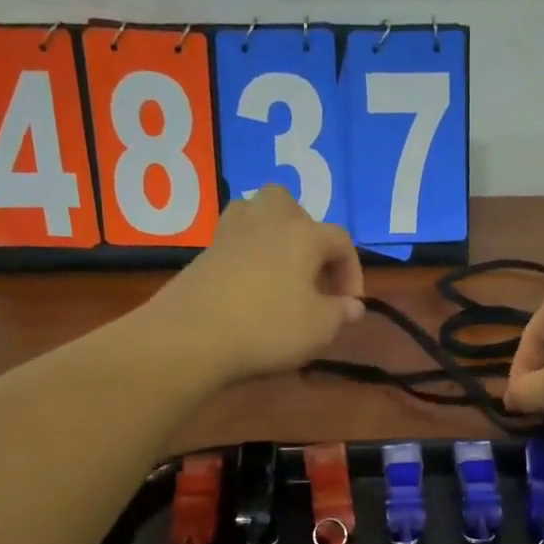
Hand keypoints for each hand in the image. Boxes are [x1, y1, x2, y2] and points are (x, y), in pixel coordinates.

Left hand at [139, 185, 365, 385]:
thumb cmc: (268, 328)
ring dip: (274, 233)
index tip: (348, 305)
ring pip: (257, 212)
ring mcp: (231, 232)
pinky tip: (251, 284)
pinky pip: (235, 239)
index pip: (341, 241)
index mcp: (304, 235)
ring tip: (281, 268)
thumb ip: (341, 313)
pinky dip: (248, 253)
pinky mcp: (205, 251)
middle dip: (309, 234)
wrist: (191, 336)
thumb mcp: (319, 329)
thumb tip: (352, 306)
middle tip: (313, 273)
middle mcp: (269, 221)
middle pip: (293, 207)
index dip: (352, 271)